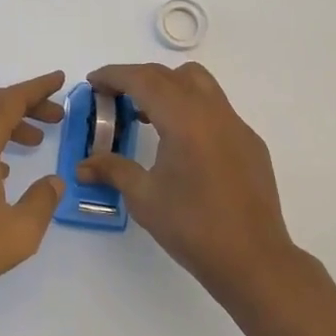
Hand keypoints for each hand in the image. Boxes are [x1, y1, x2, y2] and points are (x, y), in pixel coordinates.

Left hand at [0, 71, 67, 306]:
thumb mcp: (19, 231)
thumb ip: (42, 202)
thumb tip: (55, 181)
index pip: (11, 101)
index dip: (37, 88)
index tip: (59, 79)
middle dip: (27, 104)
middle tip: (56, 115)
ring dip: (10, 124)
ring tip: (37, 141)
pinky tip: (4, 170)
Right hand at [77, 62, 298, 299]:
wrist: (253, 260)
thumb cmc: (193, 227)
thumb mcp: (144, 198)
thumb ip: (112, 171)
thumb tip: (82, 166)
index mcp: (184, 119)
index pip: (144, 80)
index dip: (114, 75)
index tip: (93, 82)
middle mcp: (212, 111)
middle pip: (169, 75)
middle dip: (137, 78)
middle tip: (112, 98)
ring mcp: (236, 125)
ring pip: (198, 83)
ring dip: (168, 86)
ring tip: (146, 115)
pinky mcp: (249, 142)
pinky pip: (216, 108)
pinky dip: (191, 108)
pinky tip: (182, 144)